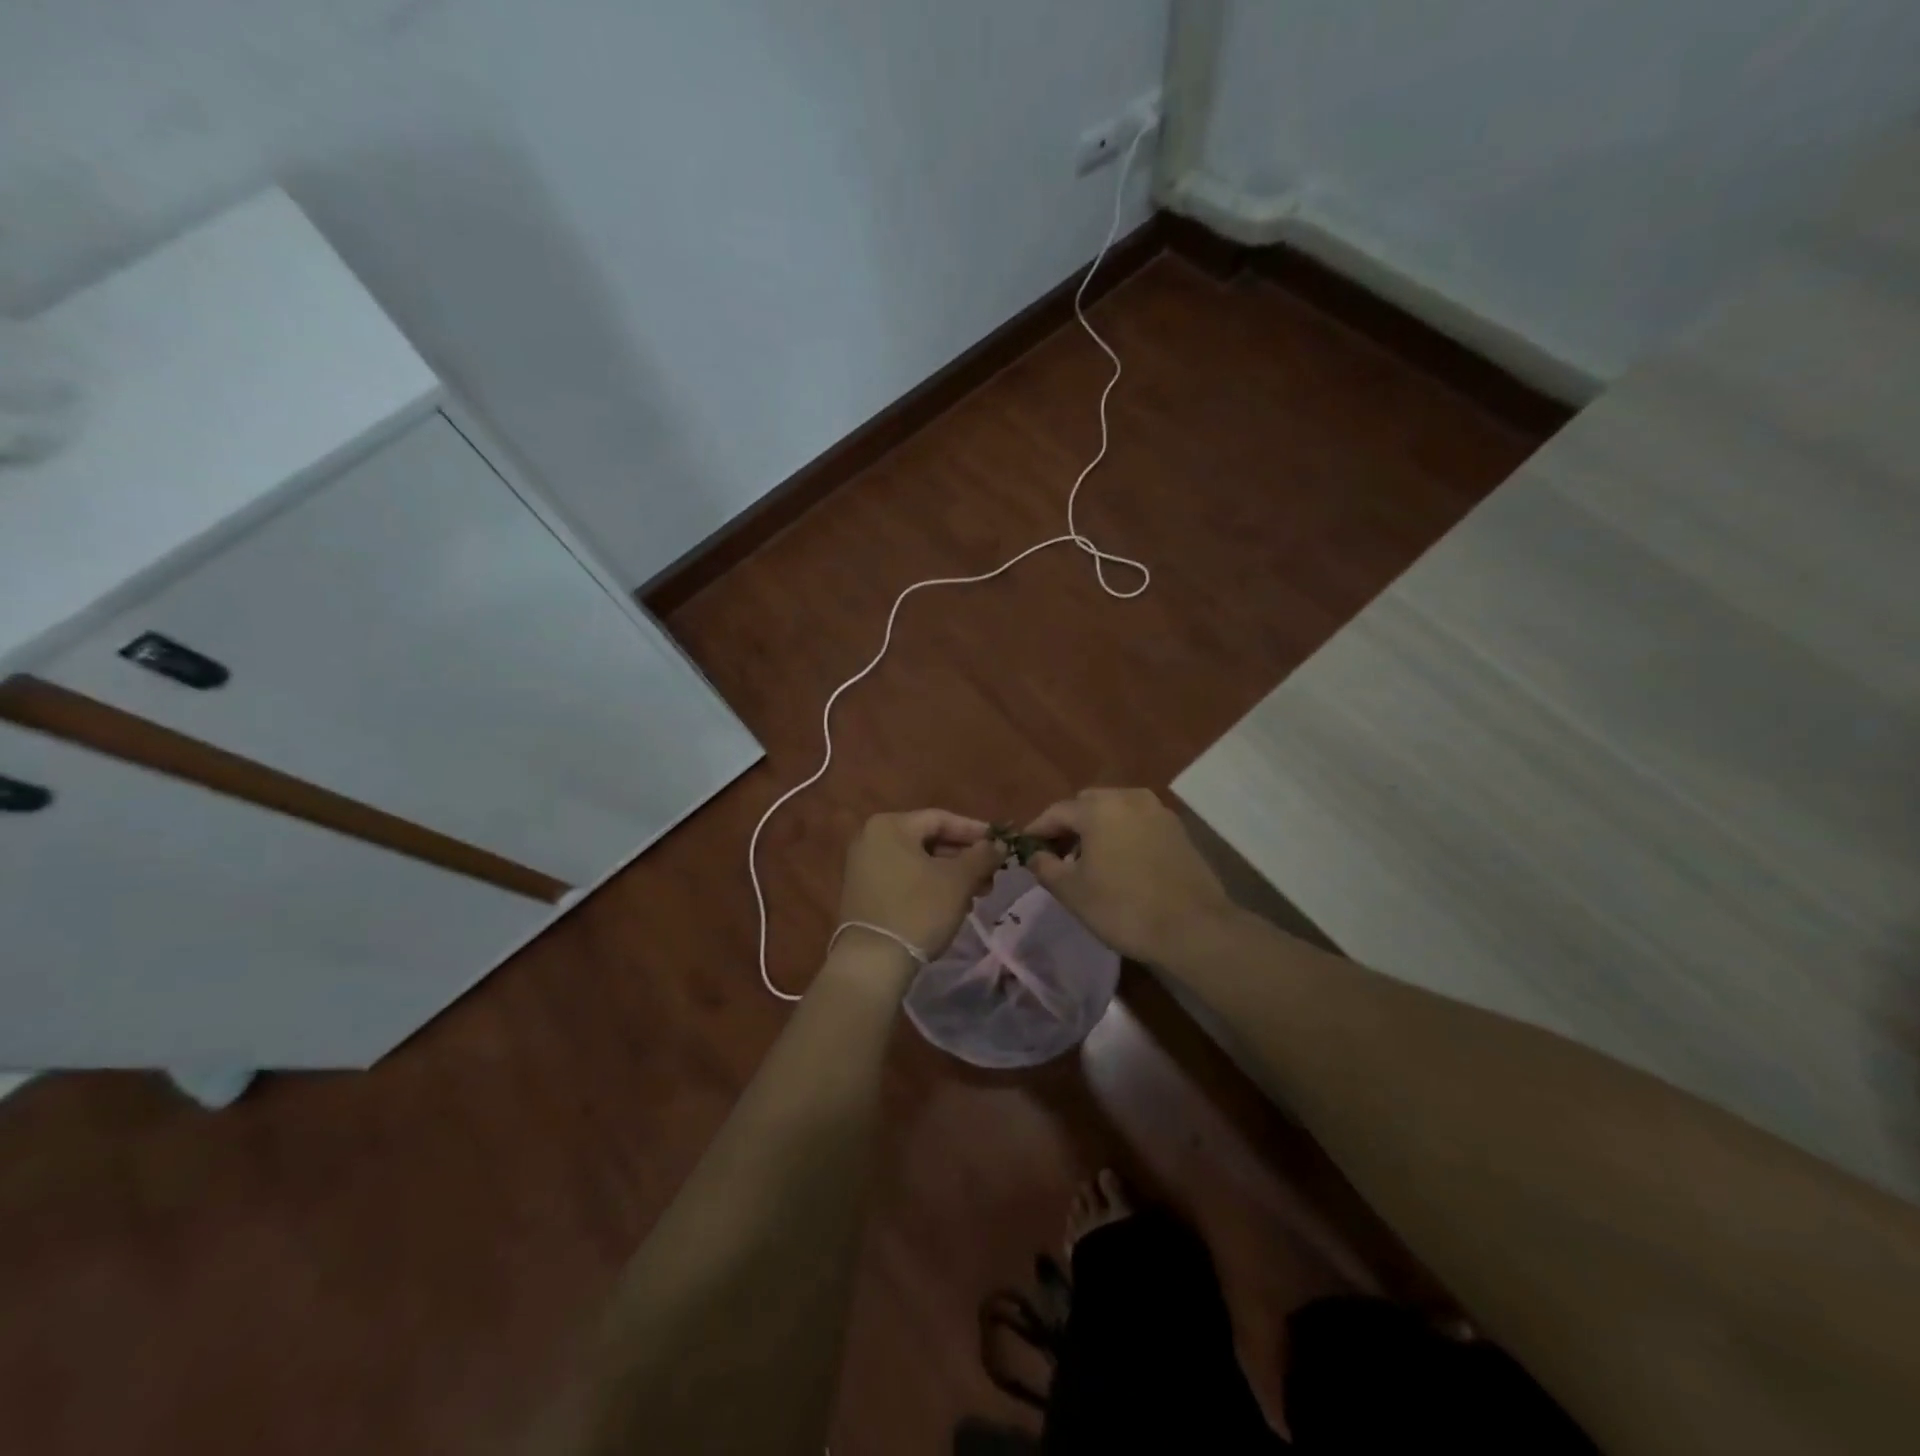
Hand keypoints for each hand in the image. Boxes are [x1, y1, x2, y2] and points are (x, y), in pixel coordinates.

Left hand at [837, 810, 1001, 962]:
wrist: (872, 961)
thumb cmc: (918, 910)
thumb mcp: (958, 880)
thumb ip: (982, 856)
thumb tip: (999, 844)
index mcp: (890, 826)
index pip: (941, 819)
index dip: (975, 831)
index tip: (1001, 845)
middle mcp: (871, 838)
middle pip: (929, 840)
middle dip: (964, 858)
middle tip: (991, 876)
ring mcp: (863, 866)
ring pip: (918, 861)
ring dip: (950, 875)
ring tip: (977, 895)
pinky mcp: (864, 891)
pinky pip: (904, 878)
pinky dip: (929, 886)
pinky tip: (952, 904)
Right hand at [1025, 788, 1233, 964]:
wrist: (1194, 928)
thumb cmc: (1123, 908)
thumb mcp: (1072, 892)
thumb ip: (1045, 867)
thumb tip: (1034, 854)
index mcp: (1099, 808)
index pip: (1057, 812)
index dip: (1037, 830)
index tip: (1025, 849)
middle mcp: (1129, 798)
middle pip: (1087, 804)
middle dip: (1069, 826)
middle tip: (1058, 856)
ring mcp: (1158, 812)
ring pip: (1115, 811)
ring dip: (1097, 829)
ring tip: (1089, 862)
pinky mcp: (1178, 830)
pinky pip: (1138, 823)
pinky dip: (1123, 835)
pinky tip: (1121, 864)